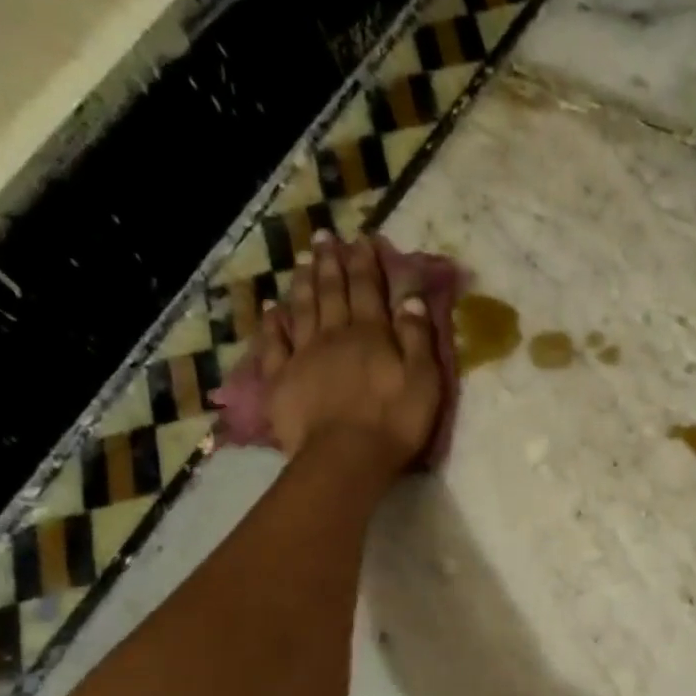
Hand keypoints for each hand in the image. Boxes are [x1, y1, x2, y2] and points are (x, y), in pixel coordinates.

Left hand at [257, 233, 443, 474]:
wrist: (345, 458)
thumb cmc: (394, 422)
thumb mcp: (424, 380)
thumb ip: (418, 338)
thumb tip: (410, 299)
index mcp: (371, 334)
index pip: (368, 289)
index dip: (365, 263)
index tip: (361, 240)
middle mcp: (334, 335)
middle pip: (331, 292)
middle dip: (330, 263)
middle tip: (324, 237)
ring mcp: (303, 355)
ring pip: (302, 309)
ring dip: (303, 282)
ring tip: (302, 259)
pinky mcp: (281, 379)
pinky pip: (274, 344)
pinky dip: (272, 323)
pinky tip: (271, 308)